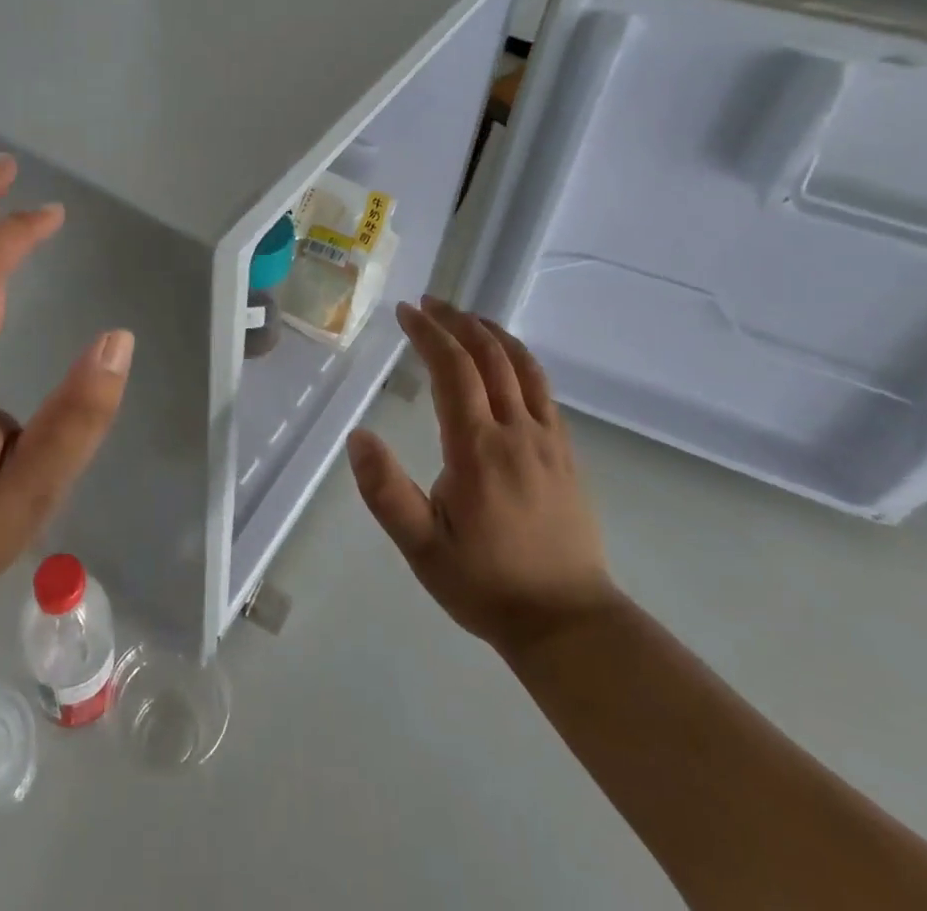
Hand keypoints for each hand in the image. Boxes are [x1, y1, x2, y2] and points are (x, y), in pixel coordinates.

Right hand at [347, 297, 617, 653]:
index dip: (428, 333)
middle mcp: (516, 431)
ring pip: (522, 365)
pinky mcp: (565, 452)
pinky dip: (519, 358)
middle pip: (489, 356)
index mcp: (478, 449)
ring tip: (464, 316)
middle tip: (428, 303)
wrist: (568, 623)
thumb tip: (358, 436)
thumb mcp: (422, 548)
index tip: (405, 312)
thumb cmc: (486, 584)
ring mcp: (548, 439)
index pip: (453, 369)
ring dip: (490, 332)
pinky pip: (542, 387)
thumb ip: (386, 492)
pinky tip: (506, 359)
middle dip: (456, 321)